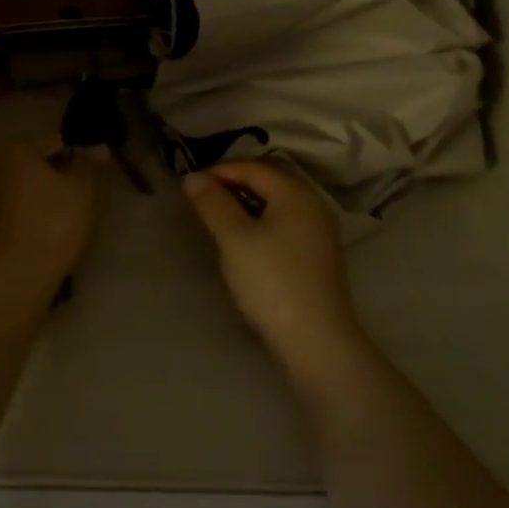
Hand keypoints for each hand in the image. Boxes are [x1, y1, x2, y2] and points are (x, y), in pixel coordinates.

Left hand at [0, 140, 100, 295]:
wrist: (6, 283)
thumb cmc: (49, 227)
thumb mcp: (81, 193)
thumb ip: (88, 165)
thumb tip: (96, 147)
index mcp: (11, 150)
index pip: (52, 143)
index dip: (75, 160)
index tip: (89, 184)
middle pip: (27, 168)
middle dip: (49, 182)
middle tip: (74, 209)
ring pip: (11, 195)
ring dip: (30, 204)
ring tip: (53, 232)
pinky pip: (0, 221)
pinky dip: (14, 227)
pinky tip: (30, 247)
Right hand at [182, 159, 363, 376]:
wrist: (316, 341)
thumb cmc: (271, 282)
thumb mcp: (234, 238)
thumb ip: (212, 202)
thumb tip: (193, 177)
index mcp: (295, 192)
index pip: (252, 166)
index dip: (219, 170)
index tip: (189, 185)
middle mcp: (313, 203)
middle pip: (269, 177)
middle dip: (235, 180)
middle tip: (204, 195)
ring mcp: (319, 229)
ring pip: (278, 199)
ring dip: (248, 199)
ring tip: (219, 214)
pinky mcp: (318, 252)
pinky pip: (285, 219)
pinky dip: (262, 216)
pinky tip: (245, 236)